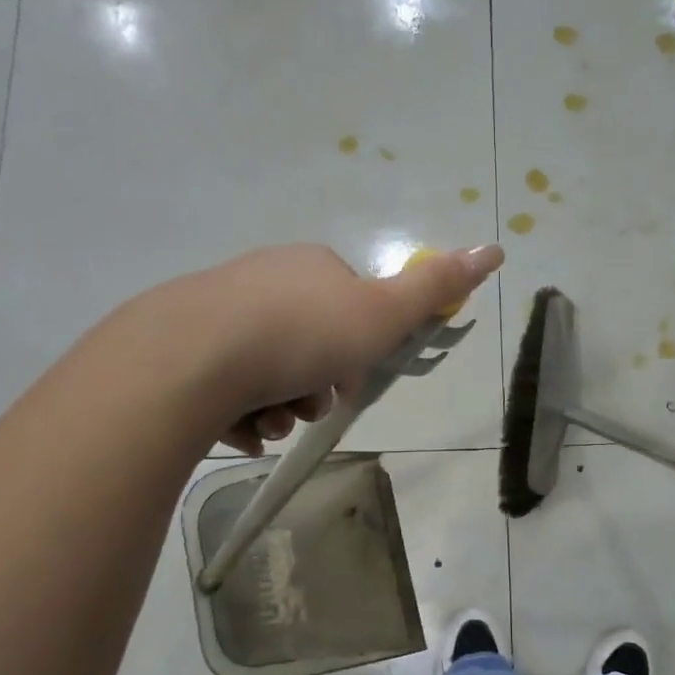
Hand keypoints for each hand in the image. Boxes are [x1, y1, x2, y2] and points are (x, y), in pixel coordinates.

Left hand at [156, 243, 503, 455]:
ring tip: (272, 420)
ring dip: (282, 407)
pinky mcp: (180, 347)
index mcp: (311, 267)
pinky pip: (226, 388)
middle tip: (311, 405)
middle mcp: (263, 280)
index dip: (359, 350)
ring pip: (269, 372)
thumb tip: (495, 247)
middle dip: (317, 386)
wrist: (191, 358)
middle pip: (310, 344)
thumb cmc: (302, 335)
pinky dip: (241, 414)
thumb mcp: (382, 313)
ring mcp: (217, 311)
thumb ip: (436, 287)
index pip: (351, 309)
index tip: (352, 378)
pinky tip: (238, 426)